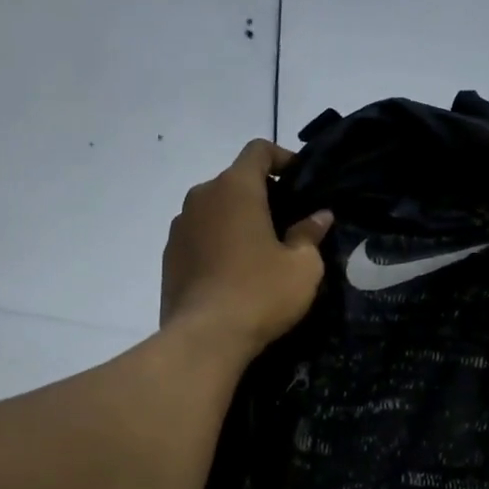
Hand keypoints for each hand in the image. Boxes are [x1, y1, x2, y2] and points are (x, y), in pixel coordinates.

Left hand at [161, 139, 332, 359]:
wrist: (205, 338)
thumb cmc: (261, 294)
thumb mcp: (303, 267)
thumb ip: (310, 234)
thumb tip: (319, 216)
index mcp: (235, 189)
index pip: (258, 151)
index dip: (282, 158)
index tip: (300, 179)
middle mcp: (201, 197)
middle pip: (234, 181)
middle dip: (261, 194)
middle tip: (286, 222)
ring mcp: (180, 226)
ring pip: (214, 210)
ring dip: (236, 220)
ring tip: (259, 251)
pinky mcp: (169, 256)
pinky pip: (199, 236)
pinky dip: (218, 243)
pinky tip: (233, 273)